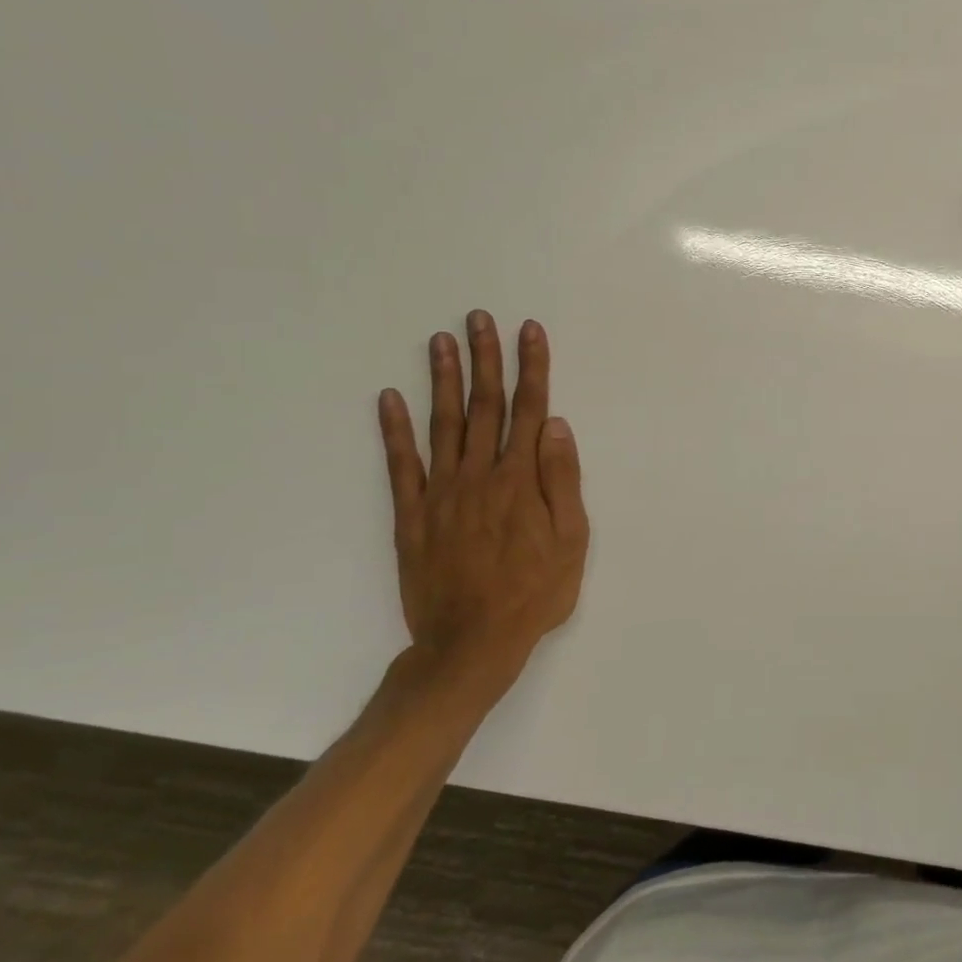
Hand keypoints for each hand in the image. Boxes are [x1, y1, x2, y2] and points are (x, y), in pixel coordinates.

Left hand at [377, 311, 588, 710]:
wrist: (472, 643)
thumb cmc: (535, 592)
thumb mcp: (572, 541)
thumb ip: (563, 480)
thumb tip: (556, 425)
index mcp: (522, 479)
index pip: (530, 410)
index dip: (532, 368)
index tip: (529, 332)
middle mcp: (480, 475)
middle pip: (485, 406)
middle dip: (486, 359)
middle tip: (479, 319)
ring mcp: (442, 492)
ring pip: (444, 424)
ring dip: (443, 380)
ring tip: (440, 341)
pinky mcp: (412, 514)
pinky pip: (401, 464)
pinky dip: (394, 430)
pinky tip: (389, 398)